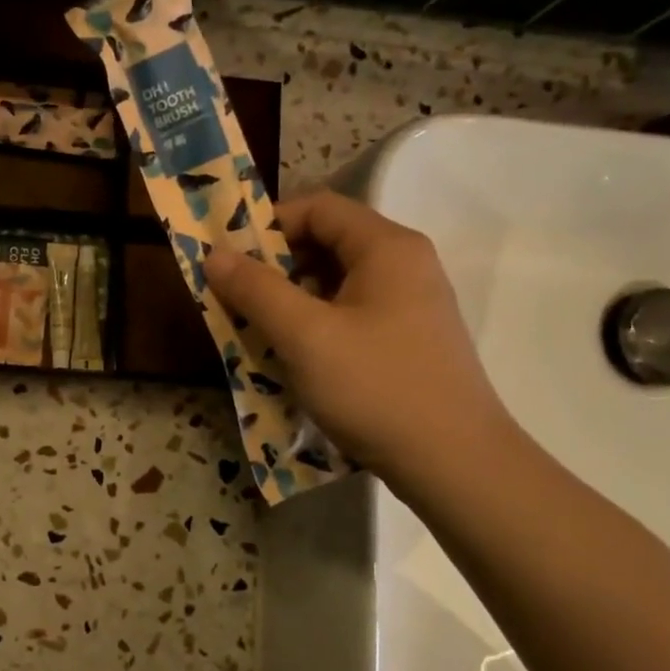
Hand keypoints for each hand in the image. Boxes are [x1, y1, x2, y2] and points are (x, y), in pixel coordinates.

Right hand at [204, 192, 517, 501]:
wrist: (455, 463)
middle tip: (236, 298)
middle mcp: (405, 265)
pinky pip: (352, 314)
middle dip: (275, 266)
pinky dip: (316, 325)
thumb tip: (214, 254)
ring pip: (338, 283)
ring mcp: (411, 304)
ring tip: (257, 331)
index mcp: (387, 247)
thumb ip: (256, 290)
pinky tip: (294, 357)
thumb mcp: (305, 336)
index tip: (230, 259)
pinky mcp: (409, 340)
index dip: (268, 225)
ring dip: (292, 299)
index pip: (319, 207)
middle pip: (328, 243)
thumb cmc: (376, 387)